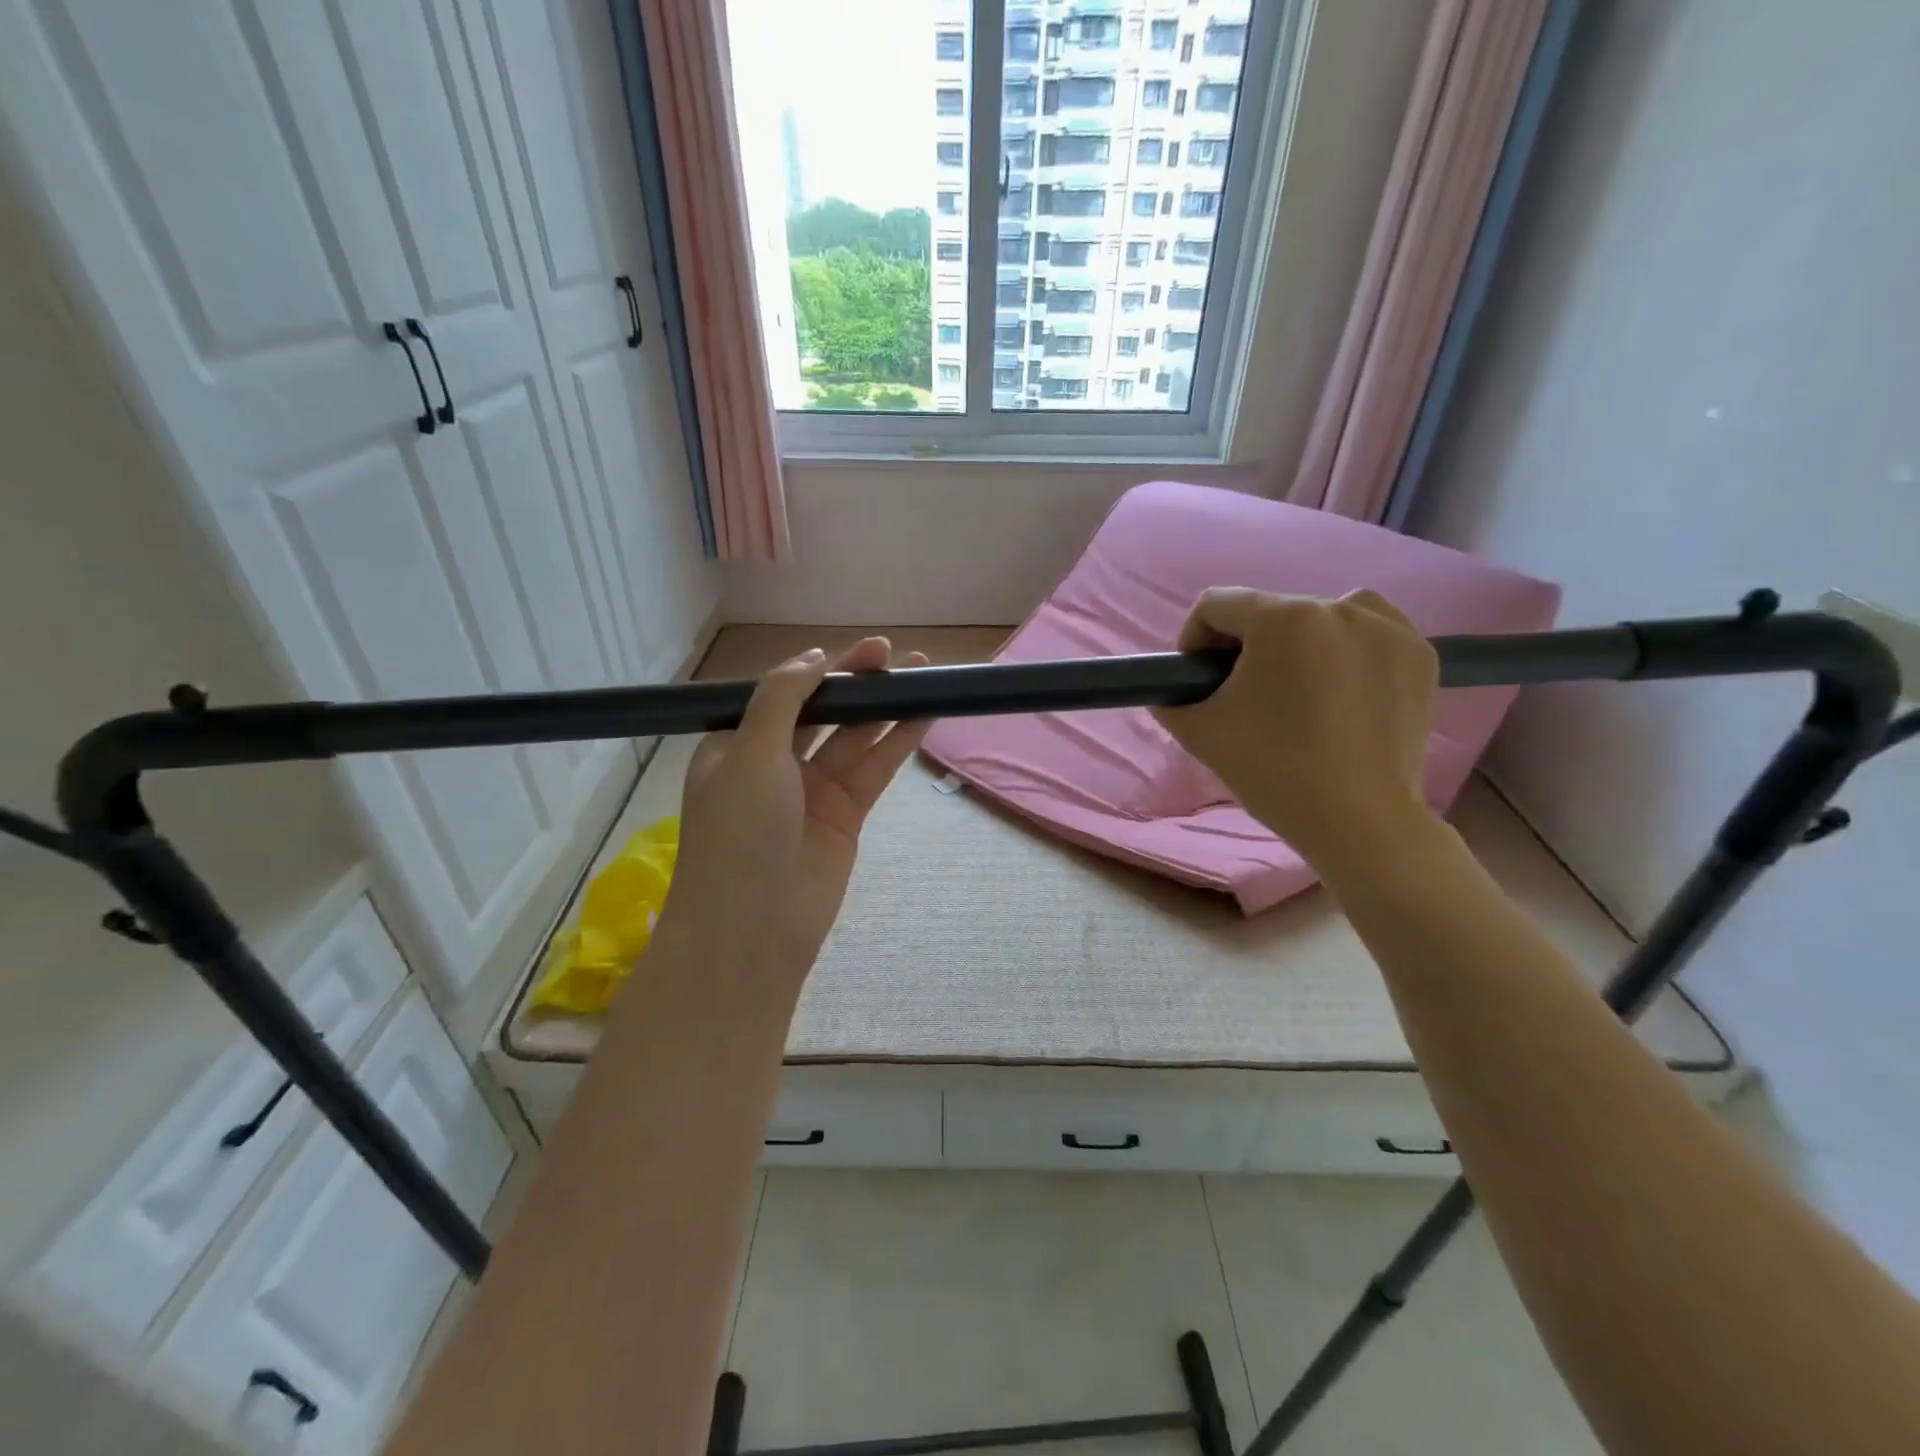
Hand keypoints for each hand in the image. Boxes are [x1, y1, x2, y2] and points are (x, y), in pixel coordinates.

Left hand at [659, 638, 929, 985]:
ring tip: (923, 673)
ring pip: (855, 737)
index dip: (821, 669)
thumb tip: (816, 656)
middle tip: (894, 655)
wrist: (755, 925)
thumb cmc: (740, 829)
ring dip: (885, 707)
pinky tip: (924, 713)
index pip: (784, 693)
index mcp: (738, 744)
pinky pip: (875, 768)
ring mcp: (813, 790)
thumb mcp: (750, 750)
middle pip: (823, 710)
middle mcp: (774, 763)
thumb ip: (783, 697)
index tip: (860, 650)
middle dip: (856, 683)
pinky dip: (898, 741)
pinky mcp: (847, 815)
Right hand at [1152, 589, 1439, 869]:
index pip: (1216, 604)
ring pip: (1320, 616)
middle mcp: (1338, 607)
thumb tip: (1173, 688)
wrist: (1358, 820)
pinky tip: (1341, 691)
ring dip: (1298, 643)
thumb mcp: (1198, 730)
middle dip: (1247, 648)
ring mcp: (1387, 628)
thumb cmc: (1271, 769)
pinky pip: (1368, 633)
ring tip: (1297, 690)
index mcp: (1281, 618)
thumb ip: (1169, 696)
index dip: (1195, 640)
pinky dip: (1348, 650)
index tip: (1200, 680)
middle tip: (1246, 697)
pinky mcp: (1420, 654)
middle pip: (1268, 612)